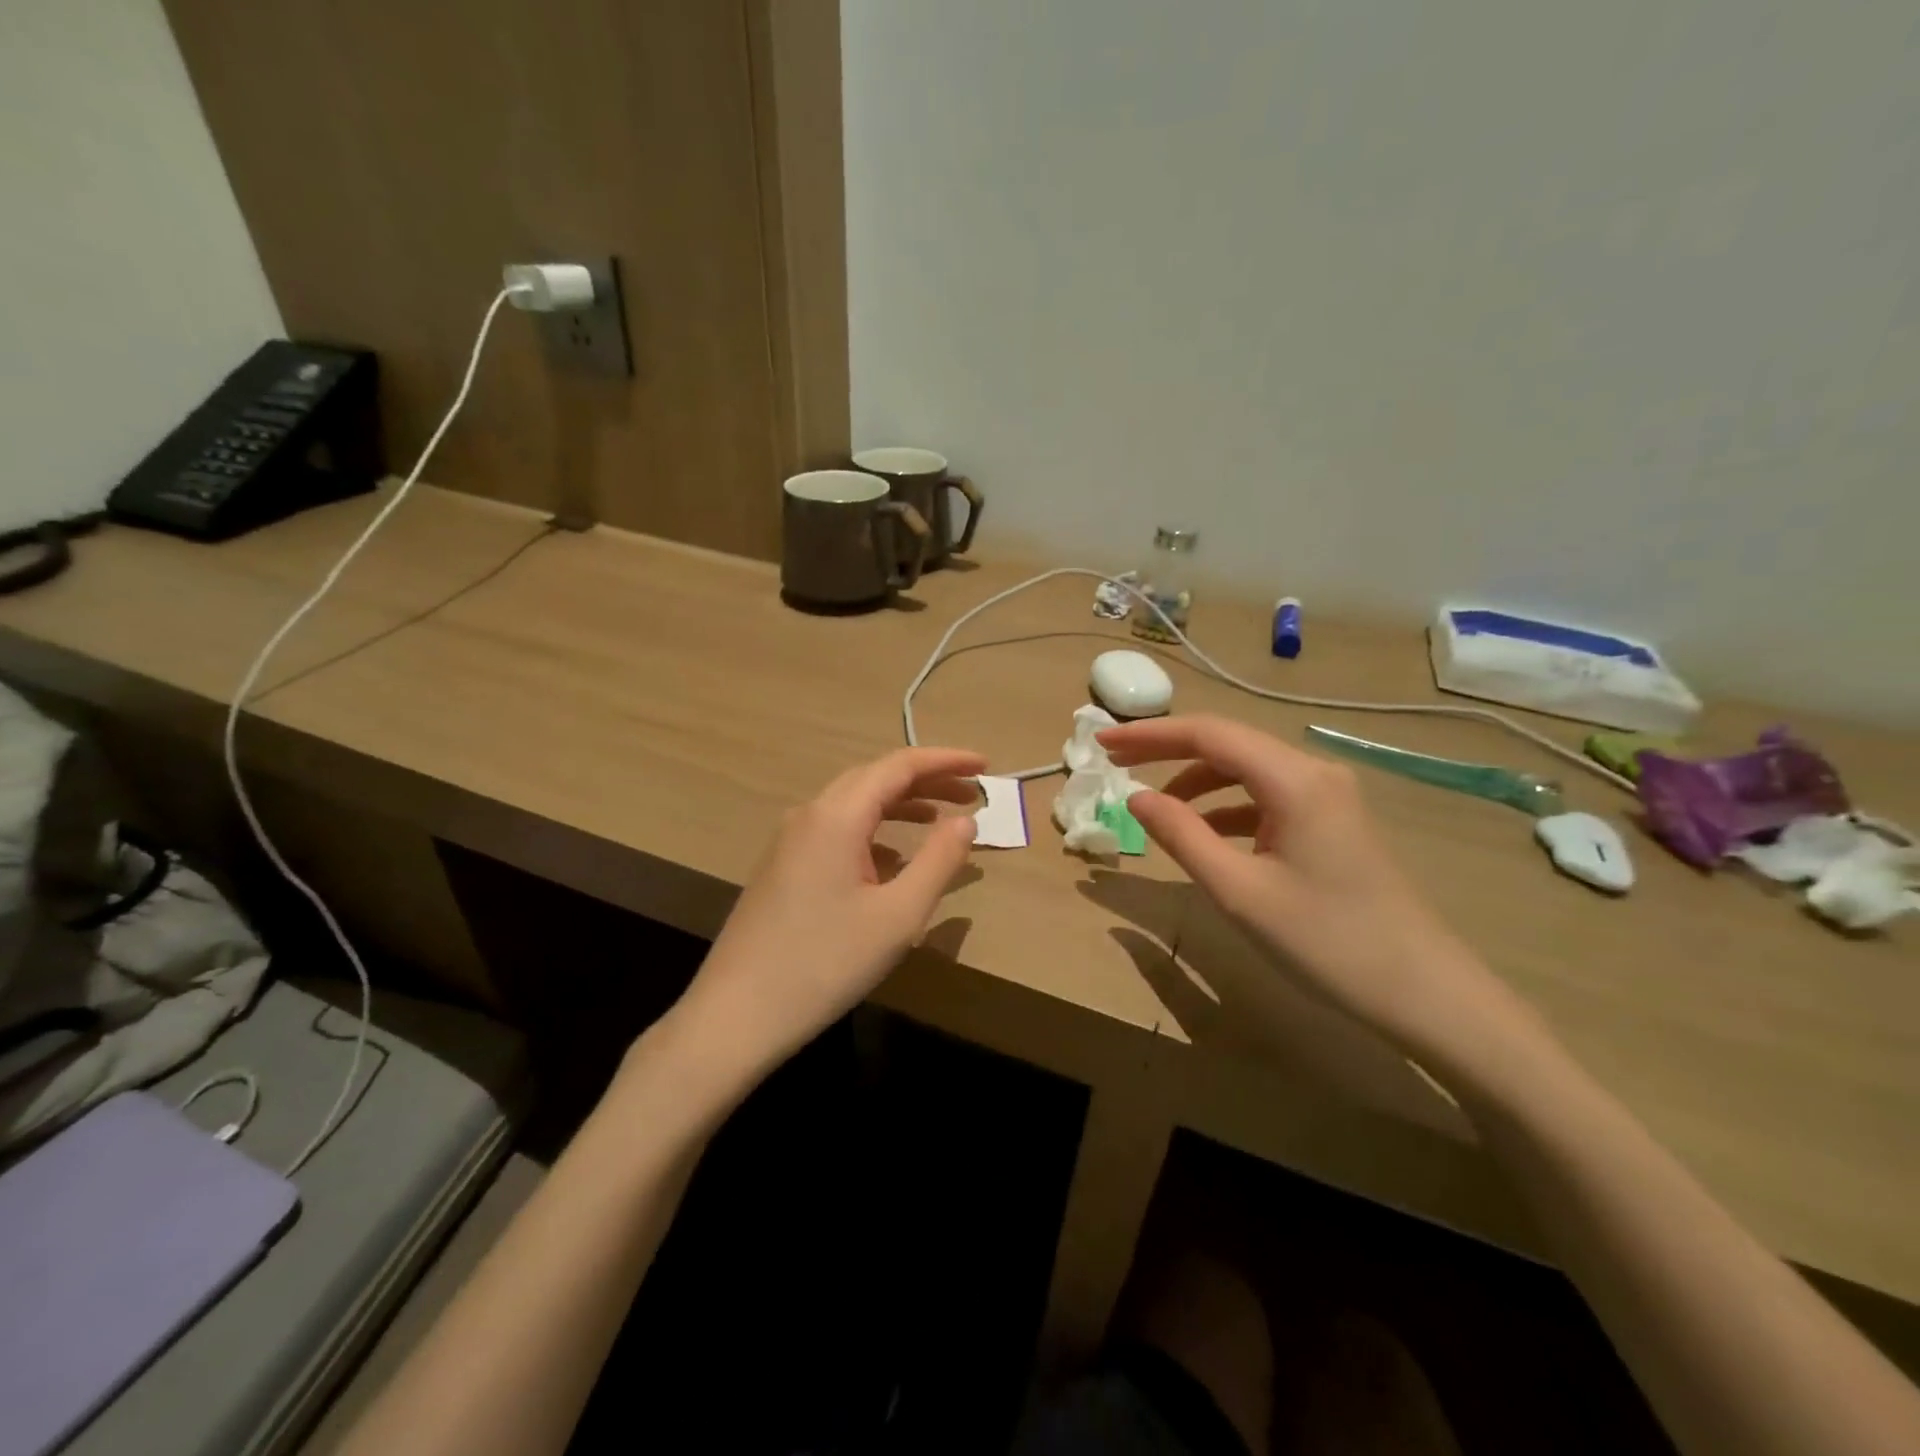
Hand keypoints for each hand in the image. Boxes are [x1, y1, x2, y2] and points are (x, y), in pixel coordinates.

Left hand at [676, 747, 984, 1075]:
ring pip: (854, 804)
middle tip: (973, 793)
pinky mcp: (782, 867)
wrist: (735, 1015)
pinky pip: (837, 831)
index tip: (986, 765)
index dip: (946, 760)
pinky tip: (894, 861)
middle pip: (875, 778)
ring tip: (942, 819)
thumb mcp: (898, 916)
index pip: (899, 765)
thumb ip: (939, 861)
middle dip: (927, 780)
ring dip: (901, 805)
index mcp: (837, 816)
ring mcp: (790, 841)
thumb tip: (965, 820)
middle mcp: (810, 815)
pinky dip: (875, 832)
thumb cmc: (825, 963)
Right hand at [1099, 715, 1546, 1071]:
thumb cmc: (1326, 941)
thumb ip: (1181, 835)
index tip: (1102, 743)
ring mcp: (1328, 796)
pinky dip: (1227, 806)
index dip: (1150, 735)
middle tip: (1115, 762)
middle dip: (1168, 750)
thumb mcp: (1239, 891)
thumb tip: (1136, 797)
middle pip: (1228, 744)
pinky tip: (1206, 834)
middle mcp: (1313, 772)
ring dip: (1197, 781)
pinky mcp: (1333, 822)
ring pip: (1247, 770)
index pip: (1209, 734)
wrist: (1424, 993)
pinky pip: (1267, 797)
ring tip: (1156, 808)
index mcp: (1294, 779)